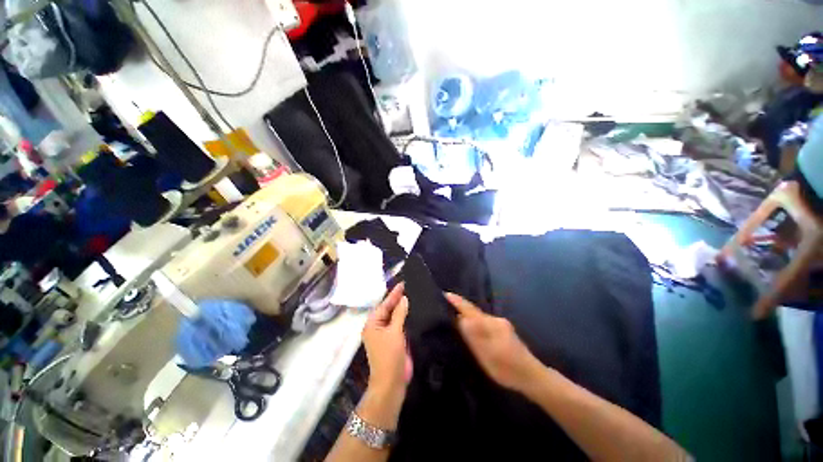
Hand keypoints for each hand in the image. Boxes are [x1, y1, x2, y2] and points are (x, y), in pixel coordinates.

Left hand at [362, 283, 412, 399]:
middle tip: (409, 287)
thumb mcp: (394, 332)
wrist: (392, 382)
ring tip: (412, 295)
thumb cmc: (389, 356)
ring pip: (394, 316)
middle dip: (398, 299)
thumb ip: (399, 314)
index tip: (403, 283)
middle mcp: (378, 327)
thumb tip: (404, 299)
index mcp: (372, 324)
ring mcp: (386, 334)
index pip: (384, 304)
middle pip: (388, 309)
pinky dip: (405, 317)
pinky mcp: (394, 340)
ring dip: (402, 308)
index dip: (394, 294)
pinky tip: (413, 311)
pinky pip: (399, 324)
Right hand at [446, 293, 542, 392]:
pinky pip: (484, 321)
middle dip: (460, 306)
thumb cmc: (508, 369)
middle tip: (445, 304)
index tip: (445, 294)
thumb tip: (460, 318)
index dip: (457, 302)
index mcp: (491, 325)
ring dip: (467, 314)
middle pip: (474, 311)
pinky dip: (475, 321)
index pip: (470, 310)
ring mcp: (500, 324)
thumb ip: (474, 336)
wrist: (532, 376)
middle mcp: (495, 320)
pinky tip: (471, 326)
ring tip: (454, 314)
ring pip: (479, 316)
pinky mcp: (503, 330)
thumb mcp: (488, 355)